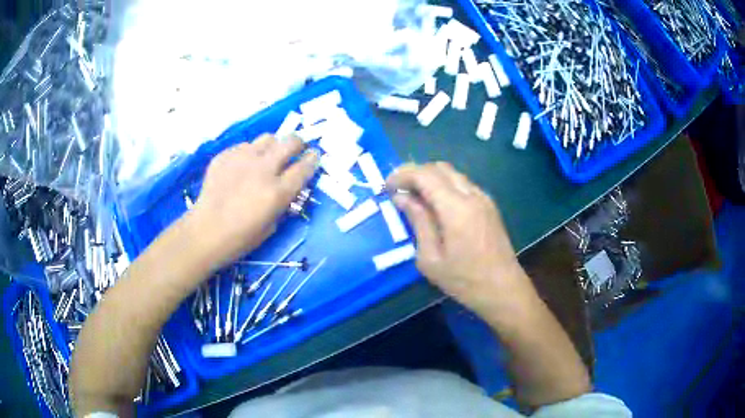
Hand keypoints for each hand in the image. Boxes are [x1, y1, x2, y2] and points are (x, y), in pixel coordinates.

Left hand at [190, 134, 317, 267]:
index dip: (313, 159)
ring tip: (267, 157)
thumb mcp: (271, 226)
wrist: (205, 231)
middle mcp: (263, 169)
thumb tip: (289, 188)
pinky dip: (249, 153)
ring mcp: (242, 159)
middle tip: (295, 150)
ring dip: (273, 146)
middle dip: (298, 143)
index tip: (314, 156)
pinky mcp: (225, 155)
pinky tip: (242, 167)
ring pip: (268, 138)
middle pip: (290, 142)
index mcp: (277, 192)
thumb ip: (283, 202)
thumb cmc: (240, 238)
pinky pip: (245, 145)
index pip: (304, 167)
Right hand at [386, 162, 529, 313]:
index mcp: (456, 208)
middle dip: (415, 173)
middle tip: (399, 191)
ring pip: (453, 174)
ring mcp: (484, 198)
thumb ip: (417, 222)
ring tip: (415, 198)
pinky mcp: (489, 205)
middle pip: (439, 167)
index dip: (402, 175)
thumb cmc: (464, 280)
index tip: (387, 187)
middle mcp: (472, 195)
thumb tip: (402, 198)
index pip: (425, 175)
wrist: (503, 289)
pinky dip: (445, 186)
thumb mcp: (430, 258)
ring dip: (431, 178)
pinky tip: (437, 206)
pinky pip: (463, 184)